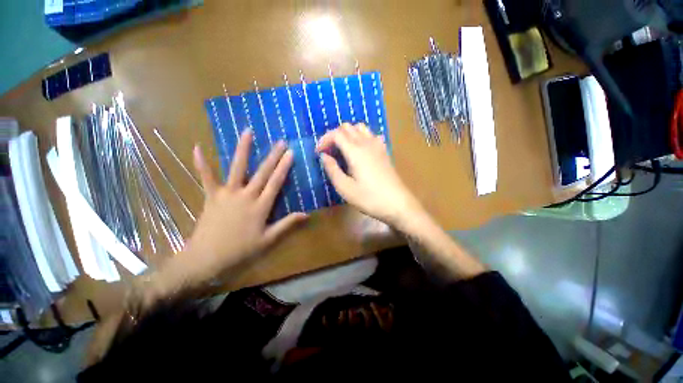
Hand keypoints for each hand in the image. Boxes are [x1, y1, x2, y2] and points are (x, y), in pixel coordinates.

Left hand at [179, 130, 306, 282]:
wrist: (207, 257)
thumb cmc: (241, 249)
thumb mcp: (268, 239)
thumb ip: (287, 224)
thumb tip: (306, 214)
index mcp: (260, 206)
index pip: (275, 183)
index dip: (284, 167)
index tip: (290, 154)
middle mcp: (246, 196)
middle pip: (262, 172)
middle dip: (273, 156)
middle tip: (280, 142)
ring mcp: (227, 194)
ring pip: (237, 168)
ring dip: (243, 150)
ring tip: (248, 132)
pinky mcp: (211, 195)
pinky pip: (206, 177)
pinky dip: (201, 163)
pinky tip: (196, 147)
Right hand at [316, 123, 424, 228]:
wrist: (397, 204)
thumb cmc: (369, 198)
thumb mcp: (345, 188)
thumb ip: (332, 170)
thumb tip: (324, 156)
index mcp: (355, 151)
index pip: (336, 134)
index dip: (324, 140)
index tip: (319, 153)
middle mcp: (367, 143)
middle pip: (347, 127)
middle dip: (334, 135)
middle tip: (329, 151)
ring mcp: (378, 146)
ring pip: (360, 128)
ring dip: (348, 134)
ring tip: (342, 149)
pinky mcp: (384, 151)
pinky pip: (371, 135)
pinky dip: (361, 137)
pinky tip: (360, 150)